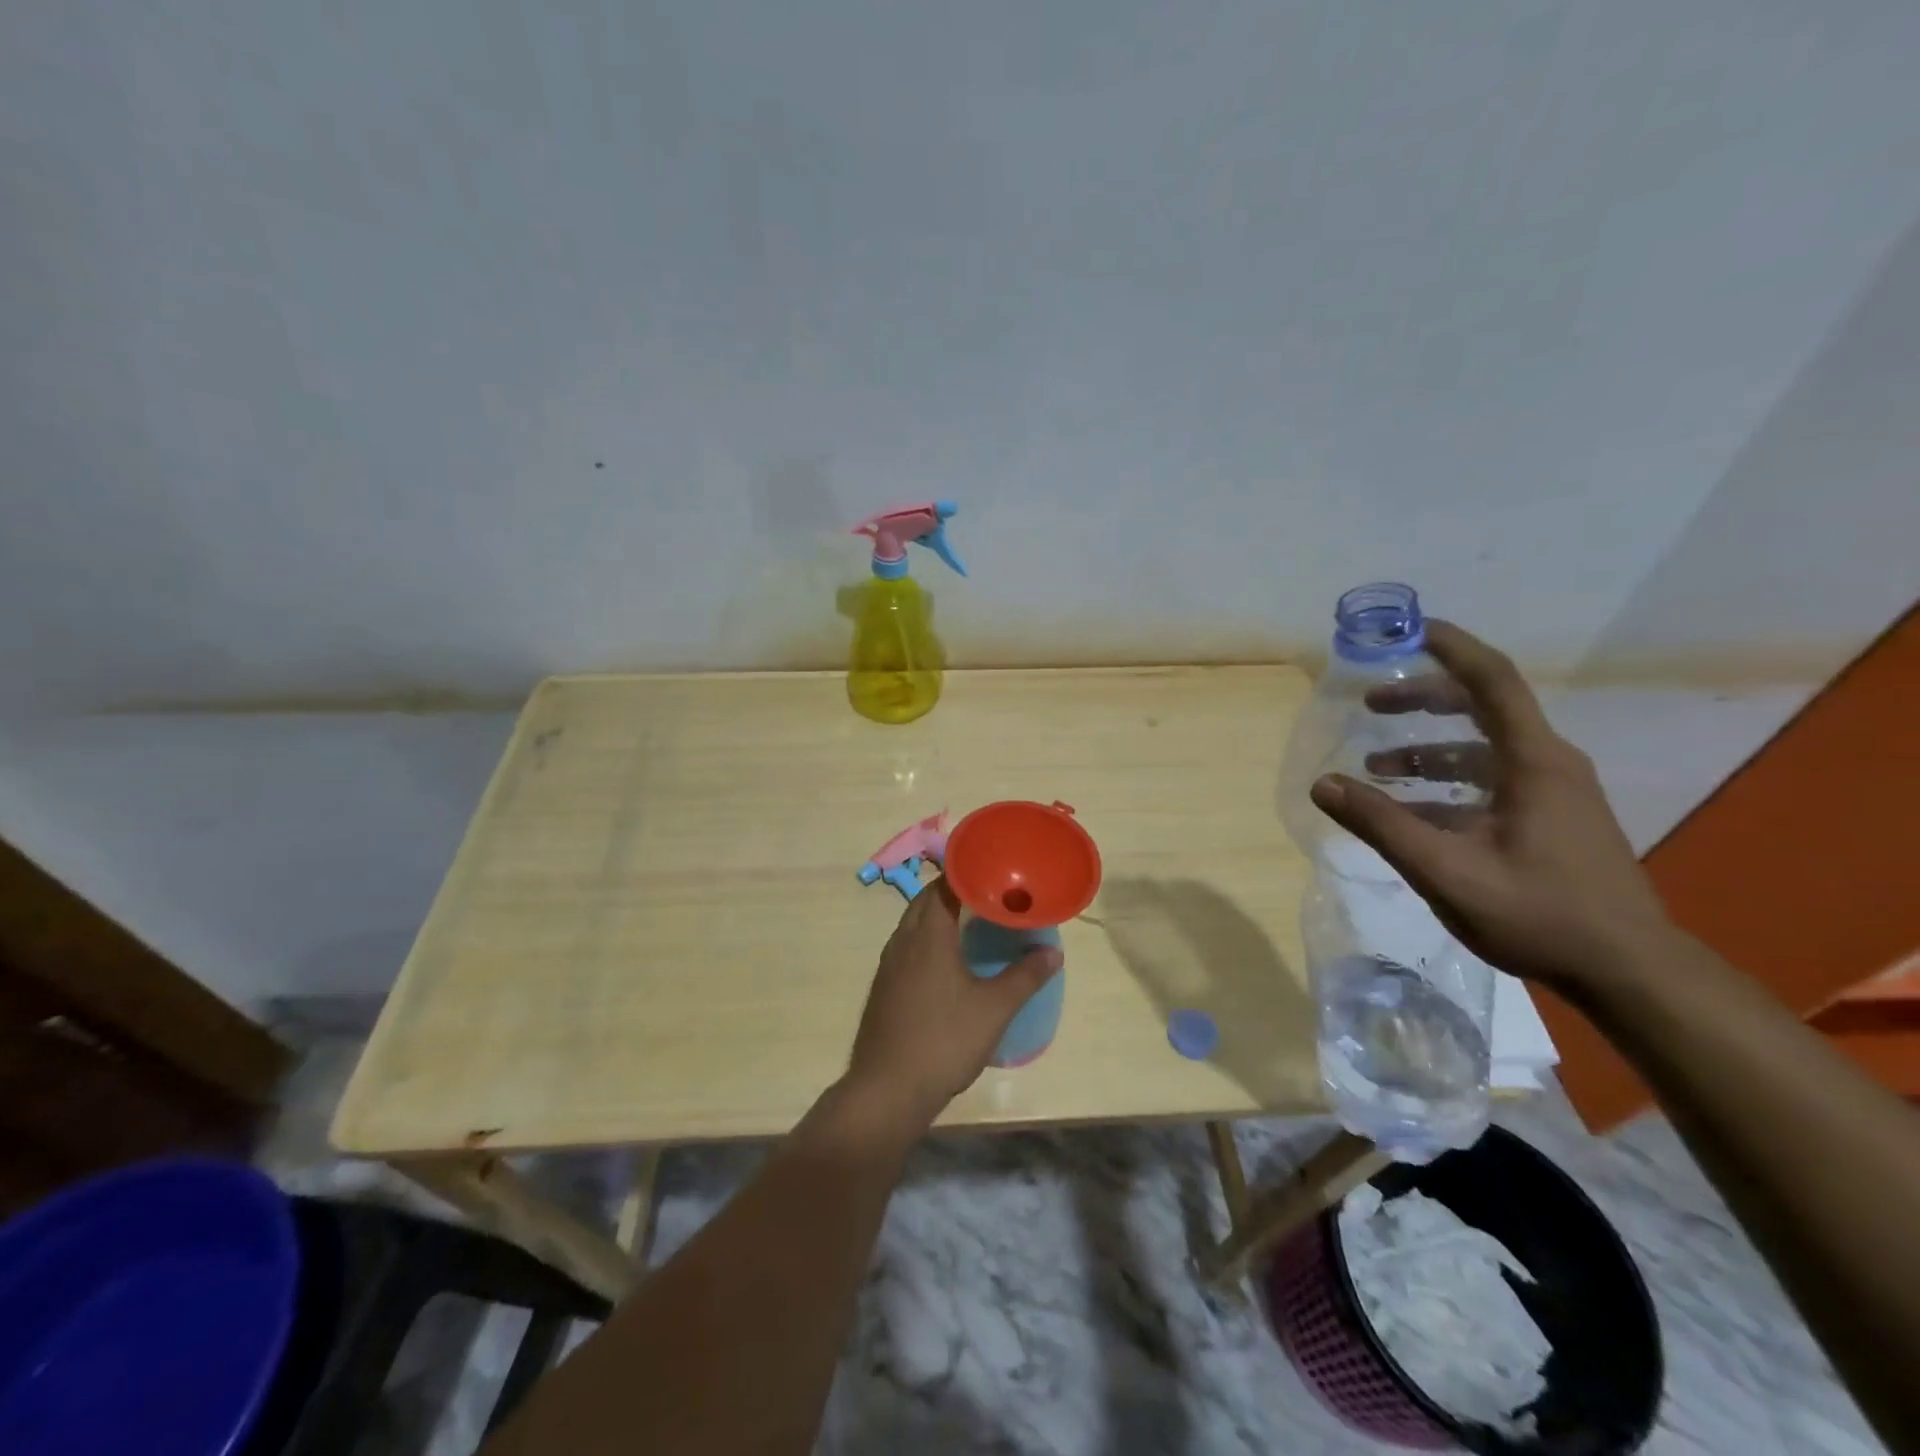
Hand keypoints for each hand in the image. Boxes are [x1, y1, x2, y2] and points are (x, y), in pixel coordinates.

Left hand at [845, 880, 1061, 1134]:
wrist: (887, 1090)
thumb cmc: (944, 1040)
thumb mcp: (994, 1009)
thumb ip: (1025, 976)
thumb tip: (1054, 952)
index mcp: (927, 934)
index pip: (944, 885)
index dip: (967, 873)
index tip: (993, 870)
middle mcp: (903, 940)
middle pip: (926, 900)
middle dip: (954, 892)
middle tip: (988, 895)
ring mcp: (888, 965)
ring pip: (913, 924)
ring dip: (938, 916)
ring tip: (972, 922)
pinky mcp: (884, 987)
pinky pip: (907, 947)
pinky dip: (927, 940)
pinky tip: (947, 962)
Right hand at [1309, 620, 1674, 990]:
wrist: (1629, 972)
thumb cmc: (1539, 914)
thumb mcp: (1446, 870)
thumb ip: (1382, 824)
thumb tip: (1322, 784)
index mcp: (1533, 761)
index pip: (1491, 680)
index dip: (1450, 647)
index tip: (1408, 628)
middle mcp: (1547, 764)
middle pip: (1481, 708)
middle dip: (1422, 701)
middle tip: (1369, 706)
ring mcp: (1553, 793)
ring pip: (1481, 749)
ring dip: (1427, 751)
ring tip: (1376, 769)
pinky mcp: (1550, 819)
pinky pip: (1489, 782)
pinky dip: (1445, 784)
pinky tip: (1410, 813)